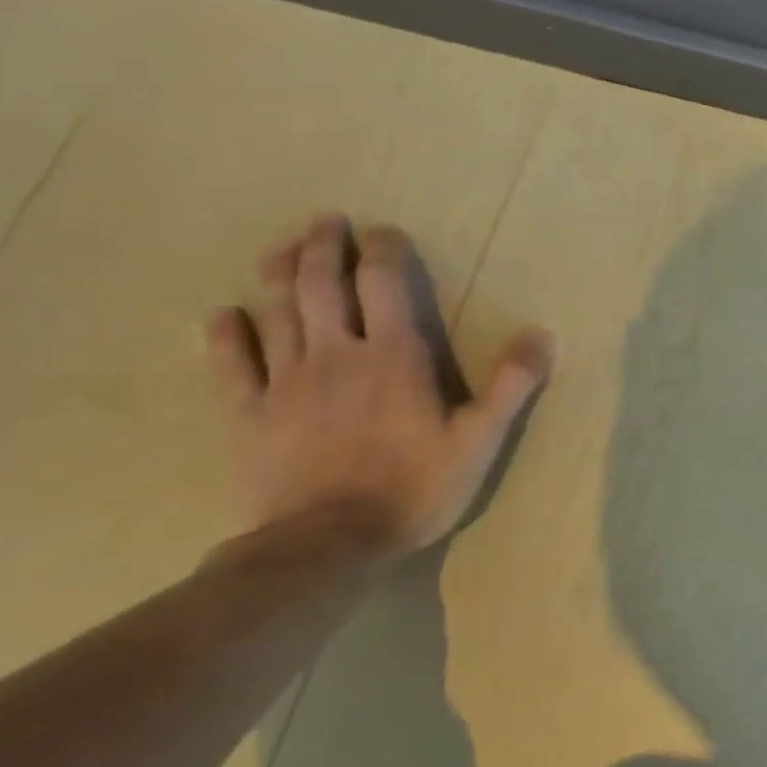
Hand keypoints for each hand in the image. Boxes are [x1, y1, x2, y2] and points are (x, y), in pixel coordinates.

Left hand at [205, 216, 553, 558]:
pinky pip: (232, 366)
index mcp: (394, 357)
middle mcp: (336, 355)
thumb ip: (512, 384)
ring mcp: (286, 383)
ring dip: (278, 273)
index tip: (384, 231)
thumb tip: (543, 333)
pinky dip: (226, 335)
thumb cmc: (414, 488)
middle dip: (323, 247)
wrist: (325, 546)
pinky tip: (224, 315)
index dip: (383, 251)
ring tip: (282, 247)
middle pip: (320, 286)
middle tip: (327, 221)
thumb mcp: (481, 440)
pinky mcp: (249, 415)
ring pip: (276, 313)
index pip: (383, 284)